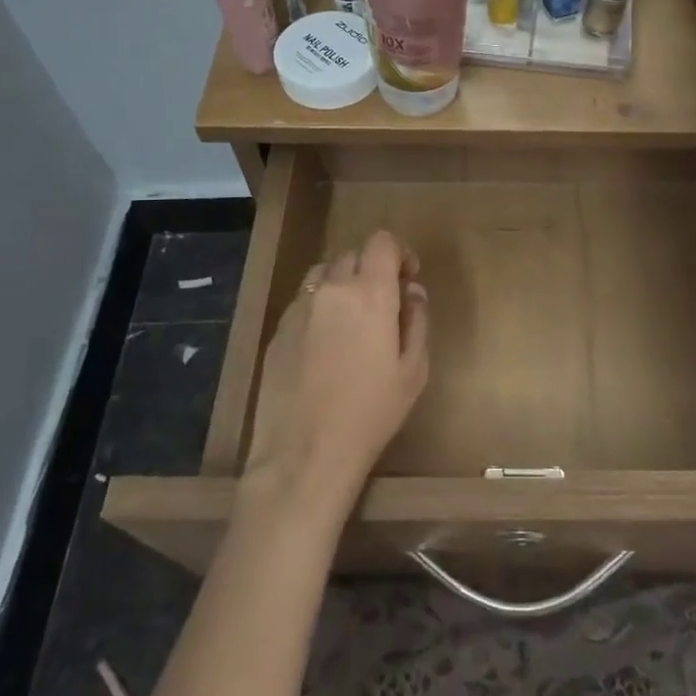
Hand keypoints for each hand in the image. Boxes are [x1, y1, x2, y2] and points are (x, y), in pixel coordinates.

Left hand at [243, 230, 429, 523]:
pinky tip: (326, 343)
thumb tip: (413, 291)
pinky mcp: (278, 328)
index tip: (408, 279)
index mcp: (370, 293)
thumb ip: (417, 320)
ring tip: (353, 318)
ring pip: (324, 273)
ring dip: (343, 282)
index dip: (399, 253)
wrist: (305, 453)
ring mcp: (299, 307)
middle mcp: (331, 288)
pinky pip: (304, 300)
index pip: (382, 242)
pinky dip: (320, 305)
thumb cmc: (371, 413)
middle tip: (385, 303)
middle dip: (372, 269)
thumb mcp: (414, 370)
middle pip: (353, 254)